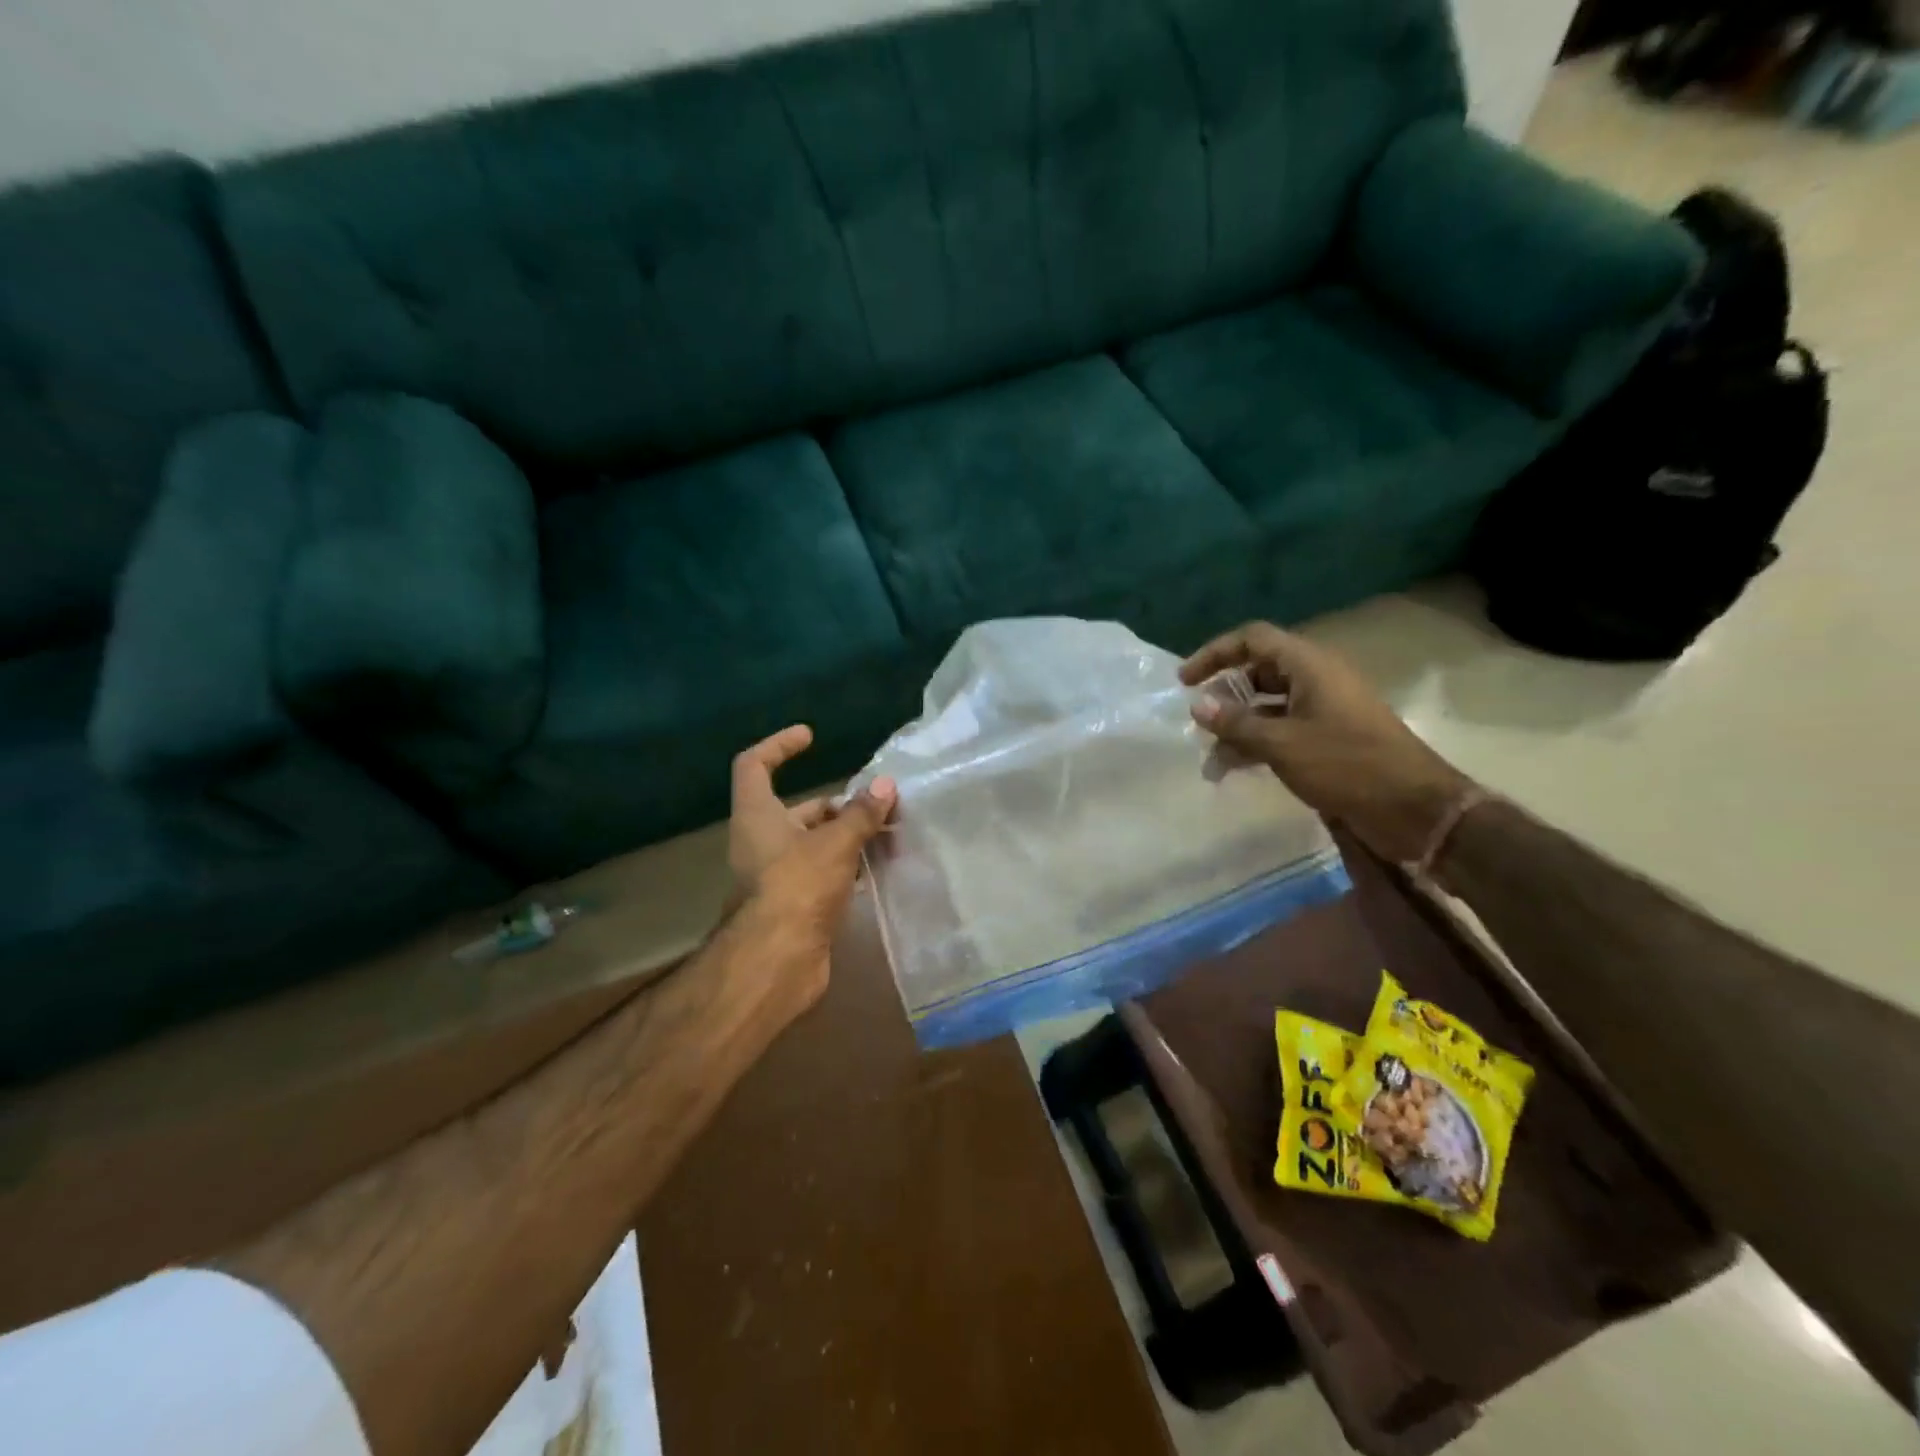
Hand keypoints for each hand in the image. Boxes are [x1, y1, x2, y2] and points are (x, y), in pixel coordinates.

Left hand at [725, 725, 896, 1022]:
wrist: (775, 962)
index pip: (755, 765)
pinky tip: (880, 870)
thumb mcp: (835, 842)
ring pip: (816, 844)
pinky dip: (849, 867)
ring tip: (891, 836)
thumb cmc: (797, 887)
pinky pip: (824, 874)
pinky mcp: (794, 903)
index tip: (811, 737)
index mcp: (757, 815)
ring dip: (850, 837)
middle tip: (881, 807)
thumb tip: (886, 785)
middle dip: (840, 805)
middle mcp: (762, 841)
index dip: (779, 745)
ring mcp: (777, 875)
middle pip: (799, 810)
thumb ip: (861, 813)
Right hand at [1180, 623, 1472, 862]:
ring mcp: (1324, 710)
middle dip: (1225, 694)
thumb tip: (1197, 706)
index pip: (1254, 639)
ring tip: (1211, 757)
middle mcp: (1317, 679)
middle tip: (1199, 719)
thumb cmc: (1346, 764)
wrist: (1414, 809)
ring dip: (1238, 726)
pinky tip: (1234, 768)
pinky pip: (1282, 729)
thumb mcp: (1282, 744)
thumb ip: (1236, 724)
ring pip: (1268, 705)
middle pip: (1259, 671)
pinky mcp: (1328, 738)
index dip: (1216, 653)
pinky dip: (1256, 742)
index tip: (1185, 681)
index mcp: (1310, 666)